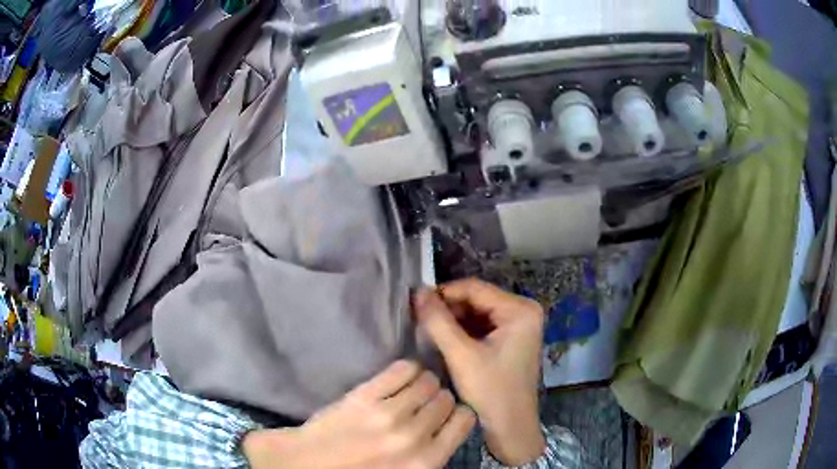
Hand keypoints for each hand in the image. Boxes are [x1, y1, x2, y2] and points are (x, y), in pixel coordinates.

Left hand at [242, 361, 474, 468]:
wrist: (308, 465)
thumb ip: (432, 455)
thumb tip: (449, 425)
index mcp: (427, 461)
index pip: (465, 420)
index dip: (457, 413)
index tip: (446, 413)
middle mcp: (414, 436)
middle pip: (446, 399)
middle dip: (439, 399)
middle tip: (424, 403)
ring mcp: (388, 414)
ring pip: (428, 380)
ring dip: (423, 383)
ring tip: (411, 389)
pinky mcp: (365, 396)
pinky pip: (402, 369)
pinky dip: (407, 369)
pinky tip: (400, 376)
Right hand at [413, 279, 545, 465]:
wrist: (510, 425)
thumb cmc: (490, 391)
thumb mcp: (461, 355)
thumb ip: (438, 322)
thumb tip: (418, 292)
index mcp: (520, 310)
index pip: (475, 288)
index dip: (443, 292)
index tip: (415, 301)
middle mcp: (524, 311)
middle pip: (477, 299)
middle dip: (448, 308)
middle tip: (419, 317)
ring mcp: (519, 325)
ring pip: (477, 312)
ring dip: (453, 319)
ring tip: (427, 327)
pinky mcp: (512, 338)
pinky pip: (482, 325)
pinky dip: (463, 330)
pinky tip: (444, 338)